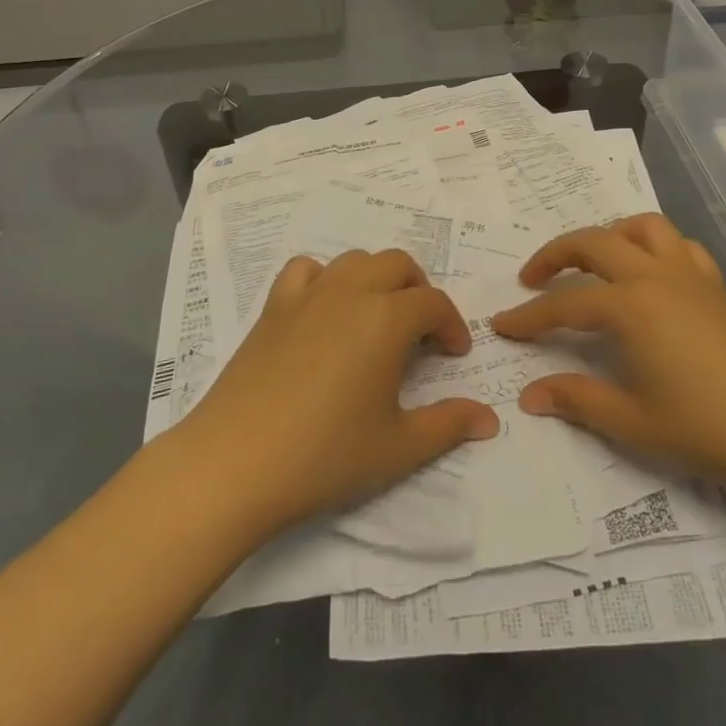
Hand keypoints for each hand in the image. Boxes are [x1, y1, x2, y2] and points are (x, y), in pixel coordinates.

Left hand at [169, 249, 498, 538]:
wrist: (235, 464)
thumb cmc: (326, 455)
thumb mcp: (399, 447)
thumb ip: (449, 424)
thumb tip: (490, 419)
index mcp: (386, 319)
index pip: (433, 303)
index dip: (452, 325)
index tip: (454, 355)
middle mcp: (349, 293)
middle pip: (397, 265)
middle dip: (419, 291)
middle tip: (422, 333)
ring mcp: (306, 296)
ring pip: (354, 261)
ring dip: (376, 279)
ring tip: (378, 319)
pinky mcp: (272, 308)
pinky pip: (304, 270)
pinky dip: (324, 279)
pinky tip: (324, 312)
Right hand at [492, 215, 725, 500]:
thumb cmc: (708, 429)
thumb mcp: (632, 421)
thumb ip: (576, 400)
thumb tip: (530, 395)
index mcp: (630, 307)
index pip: (563, 305)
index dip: (528, 317)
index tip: (501, 325)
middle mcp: (655, 277)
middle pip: (593, 243)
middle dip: (554, 255)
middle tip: (531, 279)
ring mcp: (690, 277)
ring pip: (641, 227)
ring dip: (608, 236)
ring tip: (591, 263)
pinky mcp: (716, 287)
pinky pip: (679, 246)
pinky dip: (654, 247)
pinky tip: (649, 275)